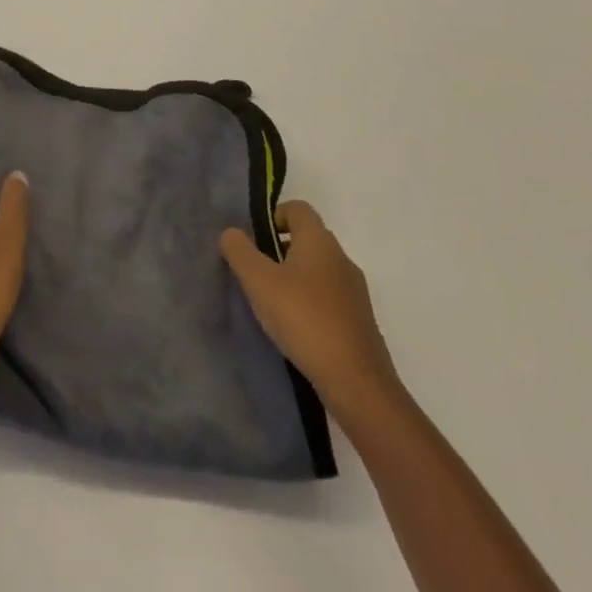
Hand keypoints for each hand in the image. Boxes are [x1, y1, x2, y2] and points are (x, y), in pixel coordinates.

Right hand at [220, 201, 397, 417]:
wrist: (357, 383)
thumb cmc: (303, 319)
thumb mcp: (258, 280)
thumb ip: (239, 250)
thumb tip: (232, 233)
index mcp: (320, 241)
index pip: (297, 209)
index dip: (273, 216)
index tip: (255, 241)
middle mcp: (342, 259)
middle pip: (307, 239)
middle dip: (279, 250)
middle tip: (256, 274)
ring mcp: (355, 293)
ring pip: (318, 271)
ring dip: (294, 279)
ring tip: (272, 304)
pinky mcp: (360, 322)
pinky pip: (329, 299)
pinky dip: (310, 304)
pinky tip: (295, 328)